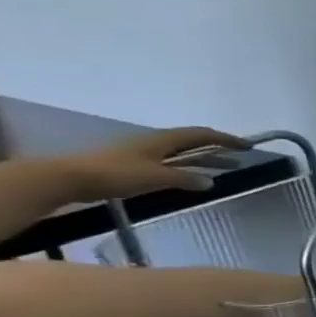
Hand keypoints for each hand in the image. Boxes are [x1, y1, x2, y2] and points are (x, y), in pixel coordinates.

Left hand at [58, 127, 247, 200]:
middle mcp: (154, 143)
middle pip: (192, 142)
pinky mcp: (132, 166)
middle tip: (240, 157)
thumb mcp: (155, 177)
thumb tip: (210, 181)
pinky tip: (190, 178)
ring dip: (203, 159)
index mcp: (162, 140)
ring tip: (223, 169)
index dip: (225, 139)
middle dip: (218, 149)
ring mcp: (141, 153)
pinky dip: (186, 168)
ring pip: (181, 154)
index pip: (201, 135)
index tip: (247, 145)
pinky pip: (169, 163)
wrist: (67, 178)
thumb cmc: (115, 174)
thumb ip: (185, 178)